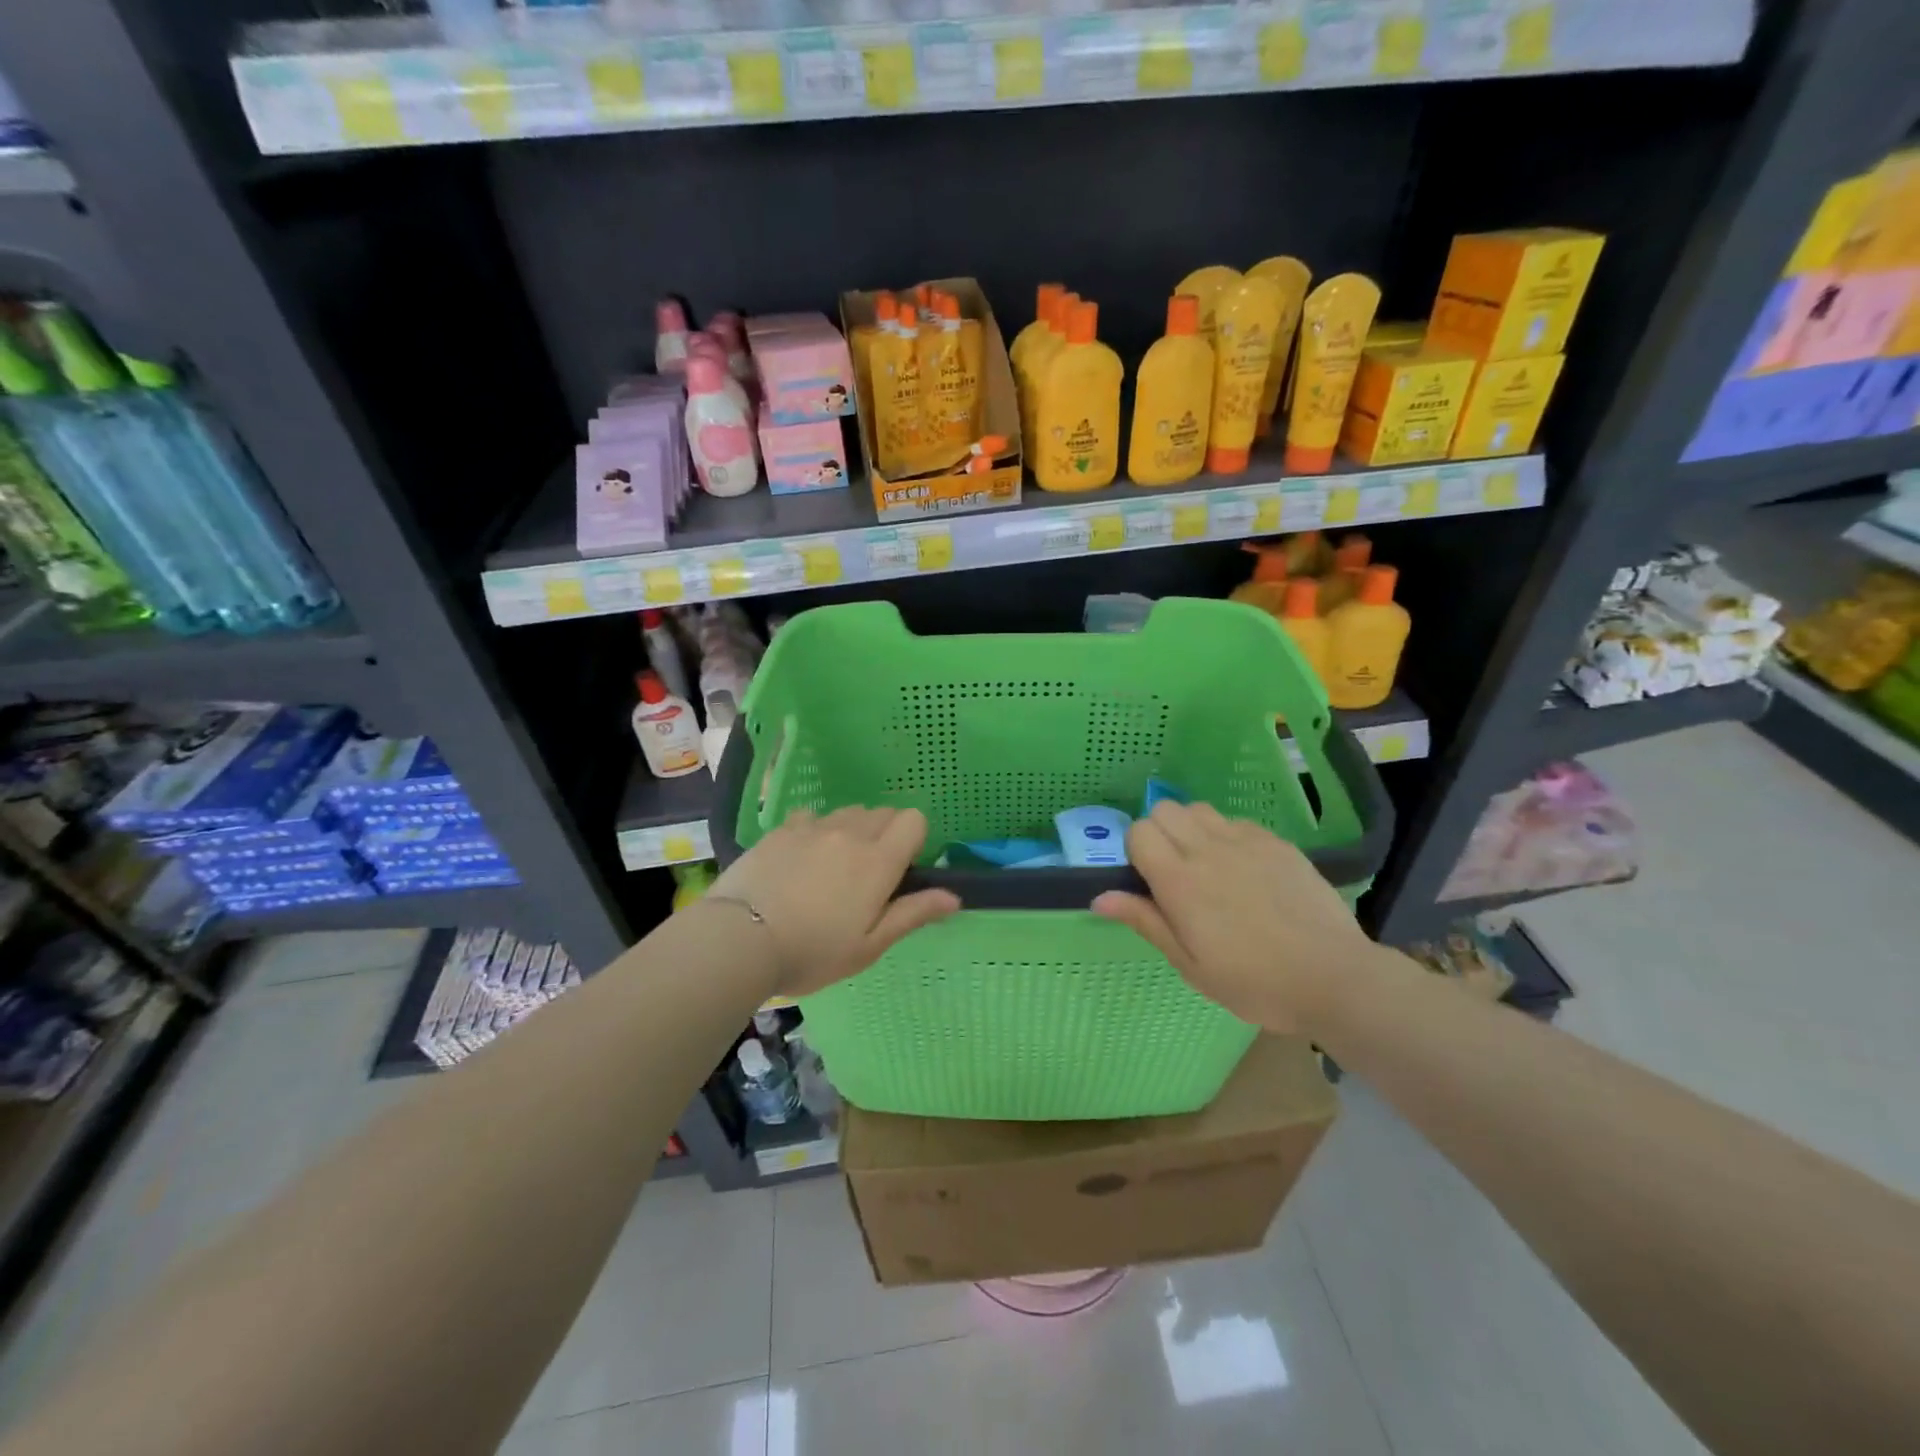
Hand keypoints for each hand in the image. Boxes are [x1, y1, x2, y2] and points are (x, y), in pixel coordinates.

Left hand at [708, 806, 959, 997]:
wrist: (740, 939)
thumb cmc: (813, 951)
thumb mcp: (869, 945)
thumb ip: (913, 914)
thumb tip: (954, 897)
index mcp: (878, 860)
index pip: (914, 819)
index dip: (914, 840)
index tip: (900, 870)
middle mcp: (850, 833)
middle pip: (883, 812)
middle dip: (885, 835)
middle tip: (867, 875)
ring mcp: (813, 827)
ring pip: (848, 813)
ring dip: (852, 831)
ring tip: (833, 867)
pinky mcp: (781, 829)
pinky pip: (811, 817)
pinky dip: (816, 831)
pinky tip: (800, 860)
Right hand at [1091, 800, 1375, 1032]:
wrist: (1333, 977)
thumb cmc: (1254, 982)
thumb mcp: (1190, 965)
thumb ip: (1145, 922)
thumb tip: (1099, 897)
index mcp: (1180, 881)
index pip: (1139, 832)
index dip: (1136, 851)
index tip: (1148, 880)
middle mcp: (1208, 850)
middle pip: (1164, 809)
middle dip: (1158, 832)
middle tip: (1173, 871)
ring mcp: (1246, 841)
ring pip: (1199, 809)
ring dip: (1191, 828)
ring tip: (1206, 864)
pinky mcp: (1277, 842)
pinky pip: (1237, 822)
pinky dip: (1227, 835)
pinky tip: (1243, 868)